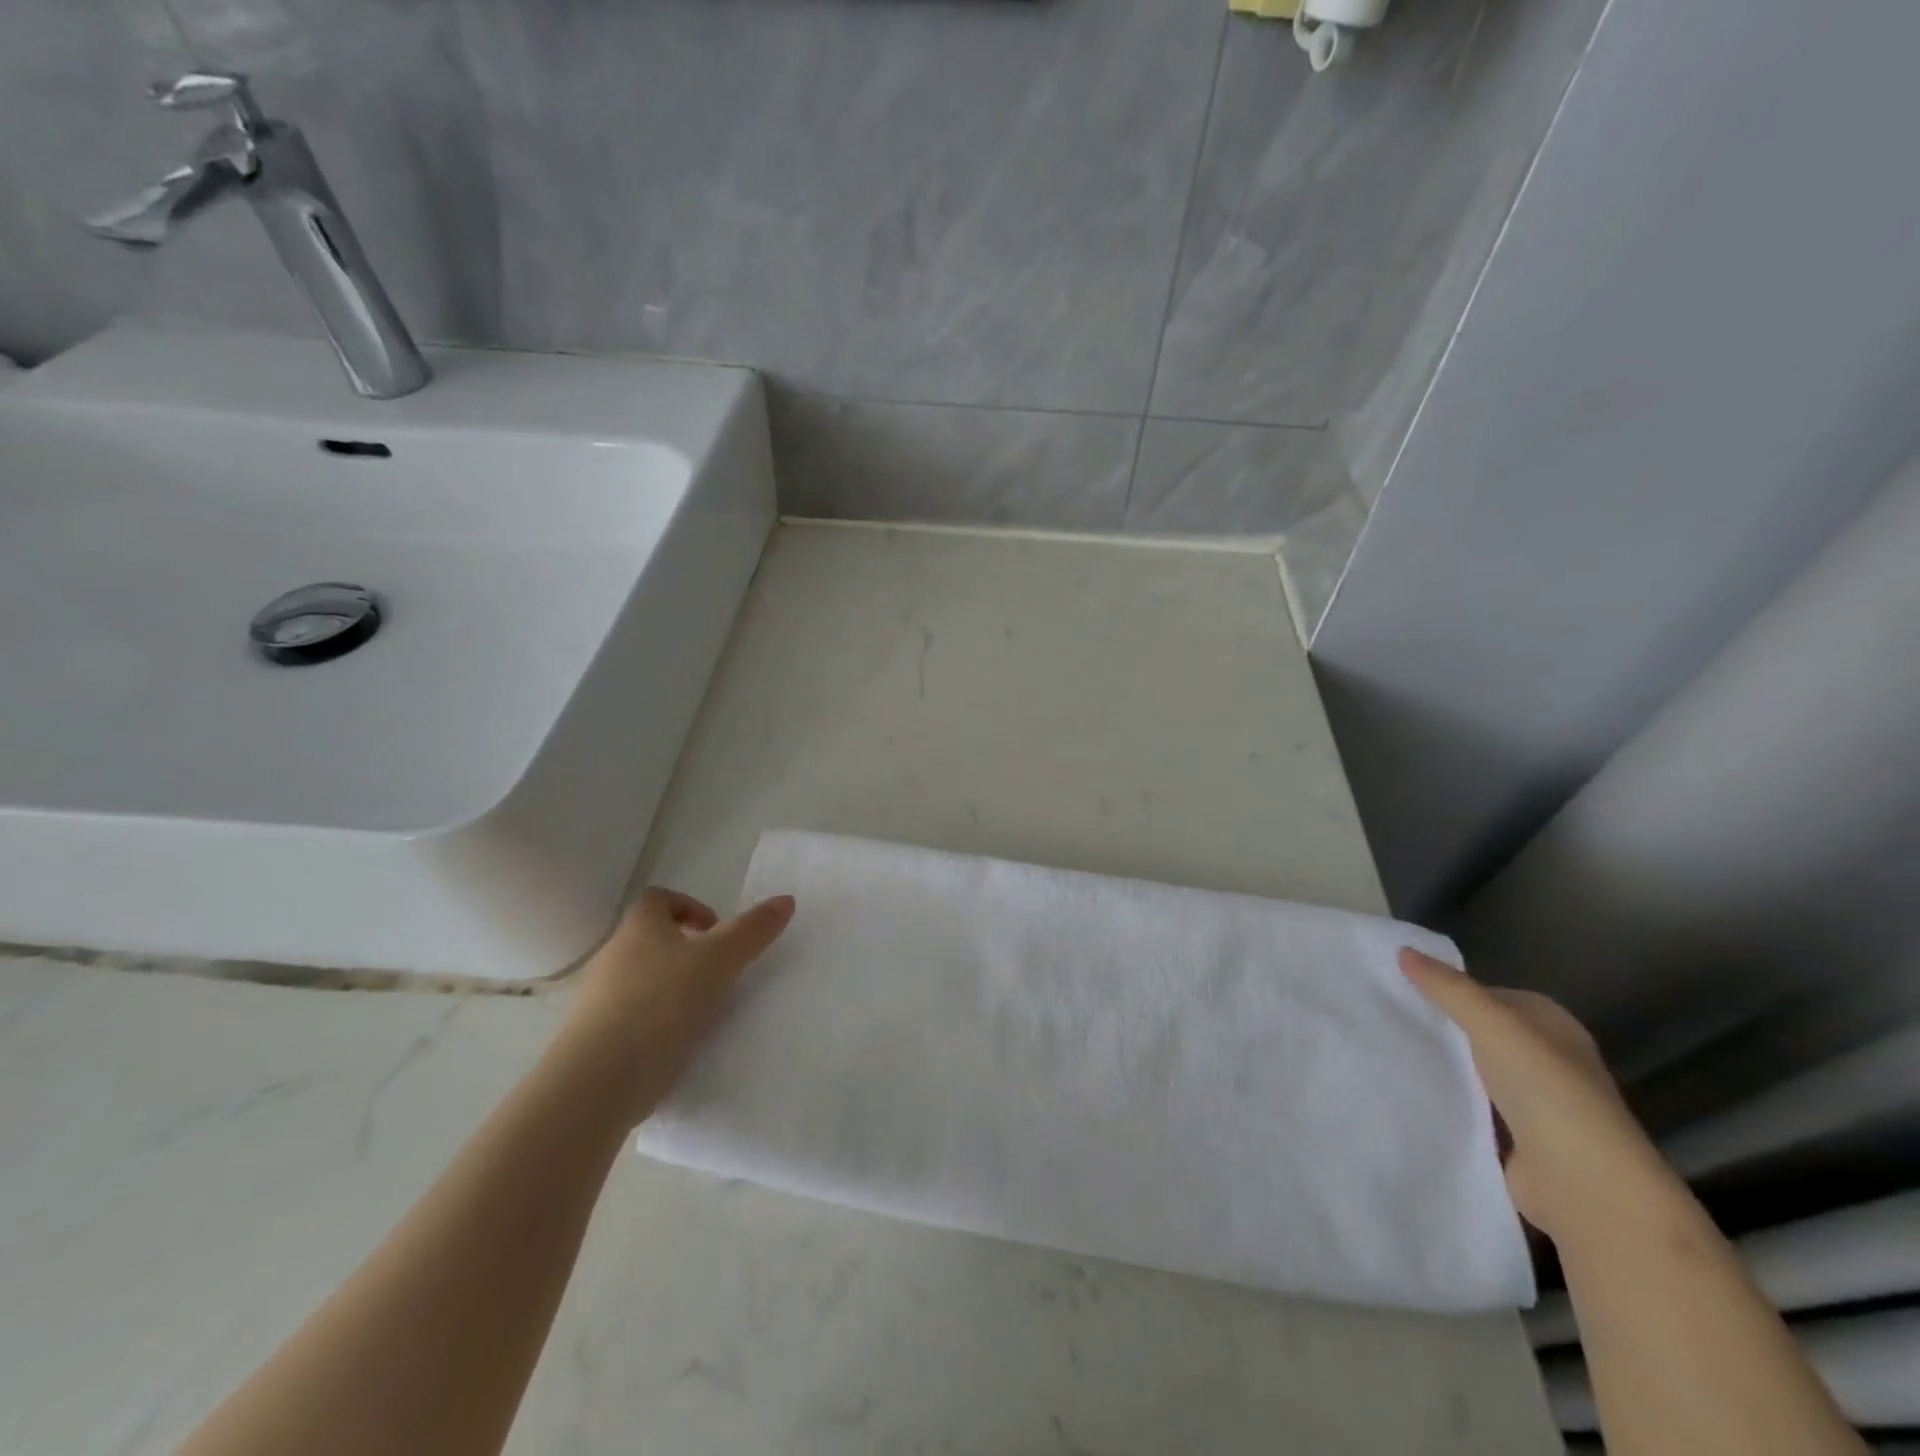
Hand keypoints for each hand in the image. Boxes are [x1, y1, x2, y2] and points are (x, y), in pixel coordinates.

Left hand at [563, 887, 794, 1124]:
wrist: (597, 1080)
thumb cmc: (663, 1003)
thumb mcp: (721, 960)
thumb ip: (754, 930)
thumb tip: (786, 899)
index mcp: (640, 926)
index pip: (659, 898)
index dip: (689, 907)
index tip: (715, 931)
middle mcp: (612, 955)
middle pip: (649, 939)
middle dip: (684, 950)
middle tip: (717, 972)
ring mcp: (596, 998)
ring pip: (639, 979)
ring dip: (669, 987)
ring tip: (700, 1012)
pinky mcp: (592, 1038)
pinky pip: (628, 1018)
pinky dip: (653, 1022)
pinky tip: (674, 1044)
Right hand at [1399, 948, 1680, 1243]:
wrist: (1583, 1184)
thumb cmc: (1545, 1088)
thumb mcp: (1491, 1023)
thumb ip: (1447, 987)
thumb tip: (1403, 951)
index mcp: (1551, 1024)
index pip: (1488, 994)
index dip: (1447, 988)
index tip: (1398, 987)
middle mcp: (1546, 1058)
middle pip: (1479, 1032)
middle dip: (1439, 1026)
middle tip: (1386, 1017)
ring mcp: (1534, 1102)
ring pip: (1472, 1070)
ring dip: (1441, 1066)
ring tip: (1386, 1050)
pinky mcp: (1517, 1139)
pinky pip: (1470, 1107)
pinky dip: (1446, 1100)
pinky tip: (1409, 1092)